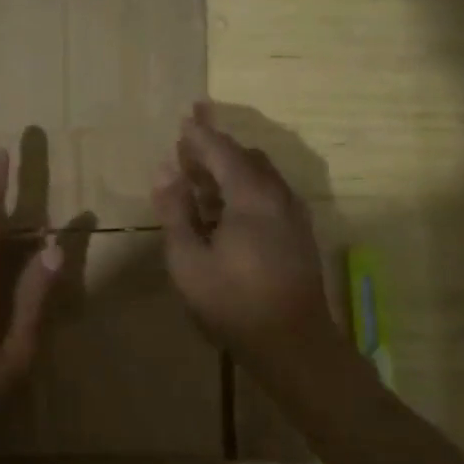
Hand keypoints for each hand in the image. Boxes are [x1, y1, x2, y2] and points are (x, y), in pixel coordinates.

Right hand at [152, 103, 332, 367]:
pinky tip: (228, 210)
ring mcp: (293, 214)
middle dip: (216, 149)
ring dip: (231, 169)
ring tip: (201, 179)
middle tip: (187, 149)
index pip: (222, 151)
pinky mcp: (299, 233)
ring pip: (261, 175)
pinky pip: (270, 193)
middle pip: (245, 158)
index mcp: (251, 196)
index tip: (183, 119)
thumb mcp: (189, 260)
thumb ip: (175, 211)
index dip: (200, 135)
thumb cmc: (233, 302)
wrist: (293, 344)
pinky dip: (246, 187)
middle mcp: (277, 195)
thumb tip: (164, 171)